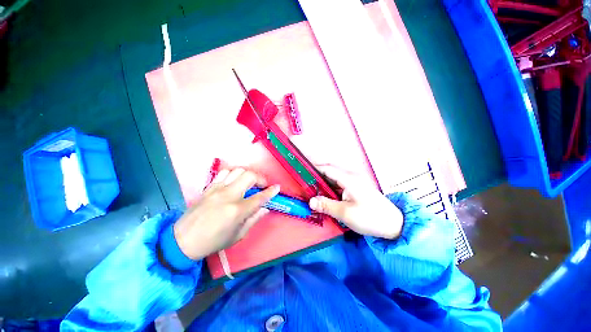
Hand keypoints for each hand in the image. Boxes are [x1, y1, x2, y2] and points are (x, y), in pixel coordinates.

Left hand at [173, 168, 279, 259]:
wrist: (183, 240)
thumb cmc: (213, 241)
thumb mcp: (238, 236)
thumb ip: (254, 219)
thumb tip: (265, 208)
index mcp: (237, 210)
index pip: (260, 197)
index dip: (271, 191)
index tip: (277, 187)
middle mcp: (229, 195)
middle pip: (249, 176)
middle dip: (260, 178)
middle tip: (262, 186)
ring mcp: (217, 189)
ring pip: (237, 171)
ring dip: (247, 175)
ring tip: (249, 183)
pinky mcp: (209, 187)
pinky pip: (224, 173)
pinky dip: (233, 174)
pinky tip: (234, 182)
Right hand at [309, 165, 402, 238]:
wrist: (394, 224)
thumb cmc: (370, 217)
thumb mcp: (345, 213)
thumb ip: (326, 205)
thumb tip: (311, 201)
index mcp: (349, 179)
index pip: (327, 168)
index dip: (314, 167)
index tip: (302, 170)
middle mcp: (351, 176)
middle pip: (330, 171)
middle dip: (317, 175)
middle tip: (305, 182)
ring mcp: (354, 182)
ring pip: (334, 178)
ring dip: (323, 182)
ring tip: (311, 188)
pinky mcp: (356, 189)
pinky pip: (339, 184)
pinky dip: (330, 188)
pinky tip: (324, 195)